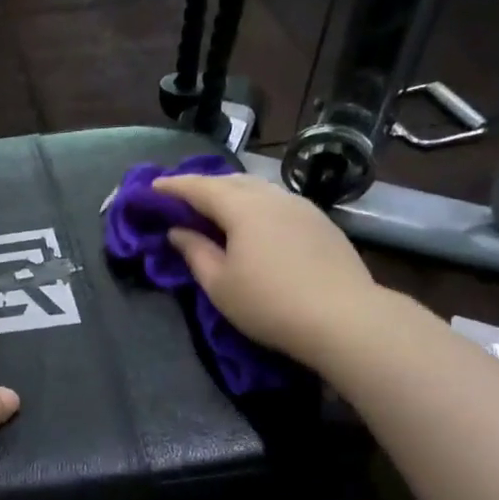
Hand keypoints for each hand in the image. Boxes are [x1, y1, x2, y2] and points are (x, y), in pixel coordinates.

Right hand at [154, 172, 376, 367]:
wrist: (345, 318)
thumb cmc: (269, 303)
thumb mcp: (219, 284)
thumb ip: (195, 252)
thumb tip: (177, 232)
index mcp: (242, 207)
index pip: (199, 187)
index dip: (173, 186)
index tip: (153, 187)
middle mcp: (272, 196)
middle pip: (230, 181)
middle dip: (203, 185)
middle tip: (182, 196)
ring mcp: (301, 206)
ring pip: (258, 188)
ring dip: (232, 192)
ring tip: (216, 206)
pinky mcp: (321, 221)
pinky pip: (277, 201)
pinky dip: (256, 204)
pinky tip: (254, 221)